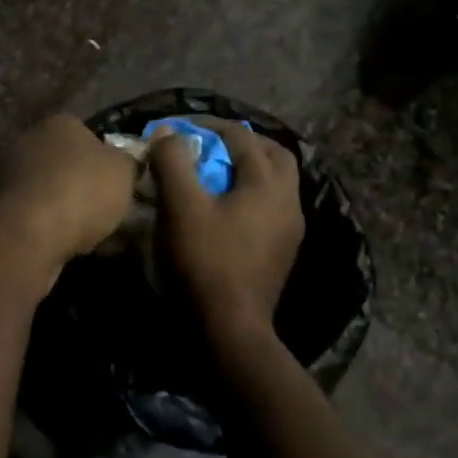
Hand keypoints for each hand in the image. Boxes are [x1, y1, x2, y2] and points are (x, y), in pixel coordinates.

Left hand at [0, 114, 136, 275]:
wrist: (28, 235)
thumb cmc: (82, 192)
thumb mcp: (124, 172)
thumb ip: (129, 159)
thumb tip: (128, 156)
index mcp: (59, 122)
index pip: (88, 133)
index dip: (106, 158)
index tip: (118, 182)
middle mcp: (28, 140)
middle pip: (64, 160)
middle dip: (81, 182)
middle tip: (105, 208)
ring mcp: (6, 172)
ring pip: (47, 188)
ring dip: (63, 205)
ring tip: (86, 232)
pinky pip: (32, 213)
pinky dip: (46, 224)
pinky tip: (62, 243)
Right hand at [149, 118, 303, 337]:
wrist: (229, 331)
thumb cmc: (204, 262)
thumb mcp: (180, 206)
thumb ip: (173, 161)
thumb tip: (167, 133)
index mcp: (268, 184)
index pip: (242, 137)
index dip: (208, 126)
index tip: (178, 128)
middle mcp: (288, 202)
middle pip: (273, 155)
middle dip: (242, 143)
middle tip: (209, 145)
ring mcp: (290, 231)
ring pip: (275, 184)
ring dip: (248, 170)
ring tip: (214, 175)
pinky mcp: (281, 254)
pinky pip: (270, 209)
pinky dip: (249, 196)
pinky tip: (225, 210)